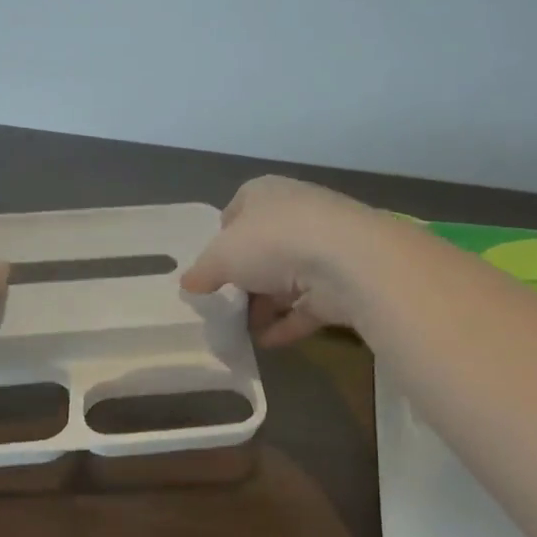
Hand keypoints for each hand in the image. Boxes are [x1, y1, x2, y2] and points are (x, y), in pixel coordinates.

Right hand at [181, 177, 397, 346]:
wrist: (348, 260)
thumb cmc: (273, 242)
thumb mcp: (221, 256)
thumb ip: (202, 271)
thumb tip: (188, 284)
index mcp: (265, 193)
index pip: (238, 209)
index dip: (222, 237)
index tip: (212, 266)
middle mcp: (296, 213)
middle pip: (263, 246)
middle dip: (244, 277)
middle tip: (224, 303)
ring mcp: (323, 247)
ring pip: (287, 277)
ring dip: (265, 304)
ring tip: (241, 330)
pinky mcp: (342, 280)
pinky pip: (308, 304)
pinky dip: (288, 322)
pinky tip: (266, 343)